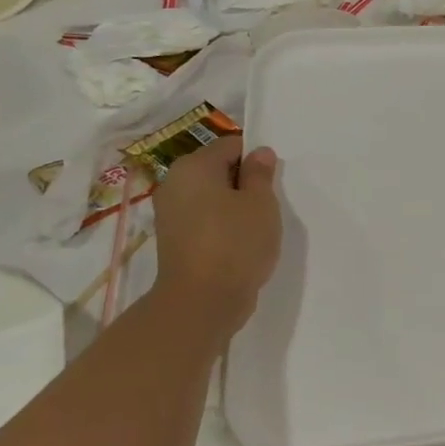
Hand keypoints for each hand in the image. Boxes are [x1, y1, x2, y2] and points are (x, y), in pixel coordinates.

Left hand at [149, 138, 281, 345]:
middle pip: (218, 169)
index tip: (274, 182)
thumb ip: (260, 173)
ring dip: (235, 206)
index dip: (256, 159)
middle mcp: (175, 183)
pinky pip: (204, 219)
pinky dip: (222, 225)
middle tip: (268, 205)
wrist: (202, 300)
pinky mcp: (174, 239)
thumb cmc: (236, 243)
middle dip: (244, 183)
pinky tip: (240, 243)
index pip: (231, 145)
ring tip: (256, 227)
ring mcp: (170, 213)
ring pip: (211, 196)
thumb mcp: (261, 203)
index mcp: (194, 166)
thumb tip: (259, 153)